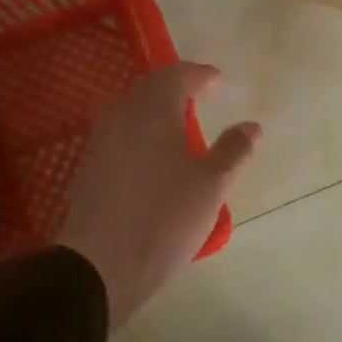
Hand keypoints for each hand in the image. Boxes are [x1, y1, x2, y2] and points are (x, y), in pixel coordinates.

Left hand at [57, 62, 259, 327]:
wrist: (98, 267)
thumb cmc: (164, 218)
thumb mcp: (212, 186)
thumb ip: (233, 151)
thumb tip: (252, 126)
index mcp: (153, 112)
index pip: (176, 76)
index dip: (198, 75)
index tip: (216, 80)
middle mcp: (121, 119)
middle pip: (148, 91)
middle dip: (175, 90)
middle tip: (199, 99)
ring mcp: (100, 145)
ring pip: (130, 114)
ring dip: (156, 113)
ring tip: (179, 129)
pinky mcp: (89, 172)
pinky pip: (120, 139)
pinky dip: (141, 137)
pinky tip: (153, 160)